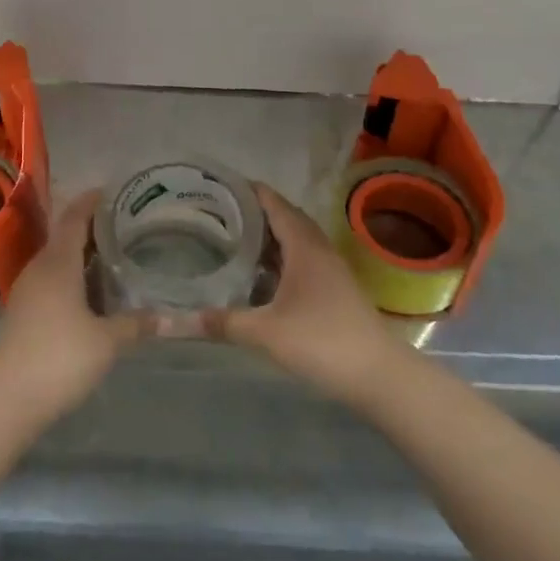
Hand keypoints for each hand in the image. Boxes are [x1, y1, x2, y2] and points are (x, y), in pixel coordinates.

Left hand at [0, 191, 152, 429]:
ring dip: (78, 255)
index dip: (90, 202)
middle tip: (120, 226)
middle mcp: (39, 268)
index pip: (74, 219)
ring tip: (109, 256)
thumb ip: (136, 324)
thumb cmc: (60, 358)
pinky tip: (88, 294)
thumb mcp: (107, 341)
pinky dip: (69, 277)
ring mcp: (26, 291)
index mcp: (58, 263)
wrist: (7, 397)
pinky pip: (48, 281)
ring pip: (55, 261)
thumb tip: (169, 318)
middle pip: (63, 237)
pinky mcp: (21, 313)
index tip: (108, 191)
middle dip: (89, 228)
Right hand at [204, 184, 403, 410]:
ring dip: (268, 235)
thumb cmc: (323, 342)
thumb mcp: (266, 333)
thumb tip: (178, 319)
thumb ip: (223, 322)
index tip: (218, 184)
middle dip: (253, 211)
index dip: (248, 190)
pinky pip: (301, 258)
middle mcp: (318, 249)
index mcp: (303, 246)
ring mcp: (330, 269)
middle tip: (217, 212)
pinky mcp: (334, 289)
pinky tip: (260, 275)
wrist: (381, 376)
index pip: (273, 203)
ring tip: (232, 237)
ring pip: (294, 240)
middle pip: (284, 217)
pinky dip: (279, 257)